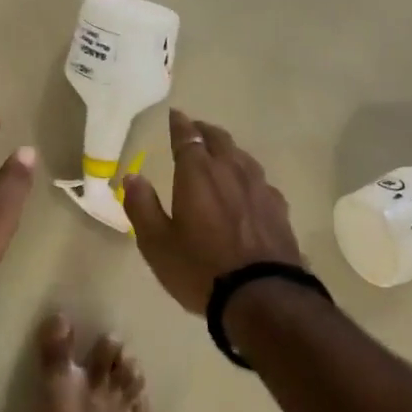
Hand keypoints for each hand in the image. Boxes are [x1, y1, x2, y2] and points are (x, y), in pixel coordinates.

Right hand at [123, 109, 304, 312]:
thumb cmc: (200, 269)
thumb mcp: (157, 244)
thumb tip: (132, 176)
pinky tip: (247, 187)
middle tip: (195, 130)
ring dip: (228, 150)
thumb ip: (142, 206)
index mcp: (198, 174)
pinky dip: (246, 174)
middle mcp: (230, 171)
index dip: (180, 124)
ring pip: (242, 156)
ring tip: (220, 154)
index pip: (187, 138)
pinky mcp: (278, 208)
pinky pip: (259, 180)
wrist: (263, 297)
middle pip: (219, 140)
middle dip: (204, 131)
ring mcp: (259, 188)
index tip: (175, 115)